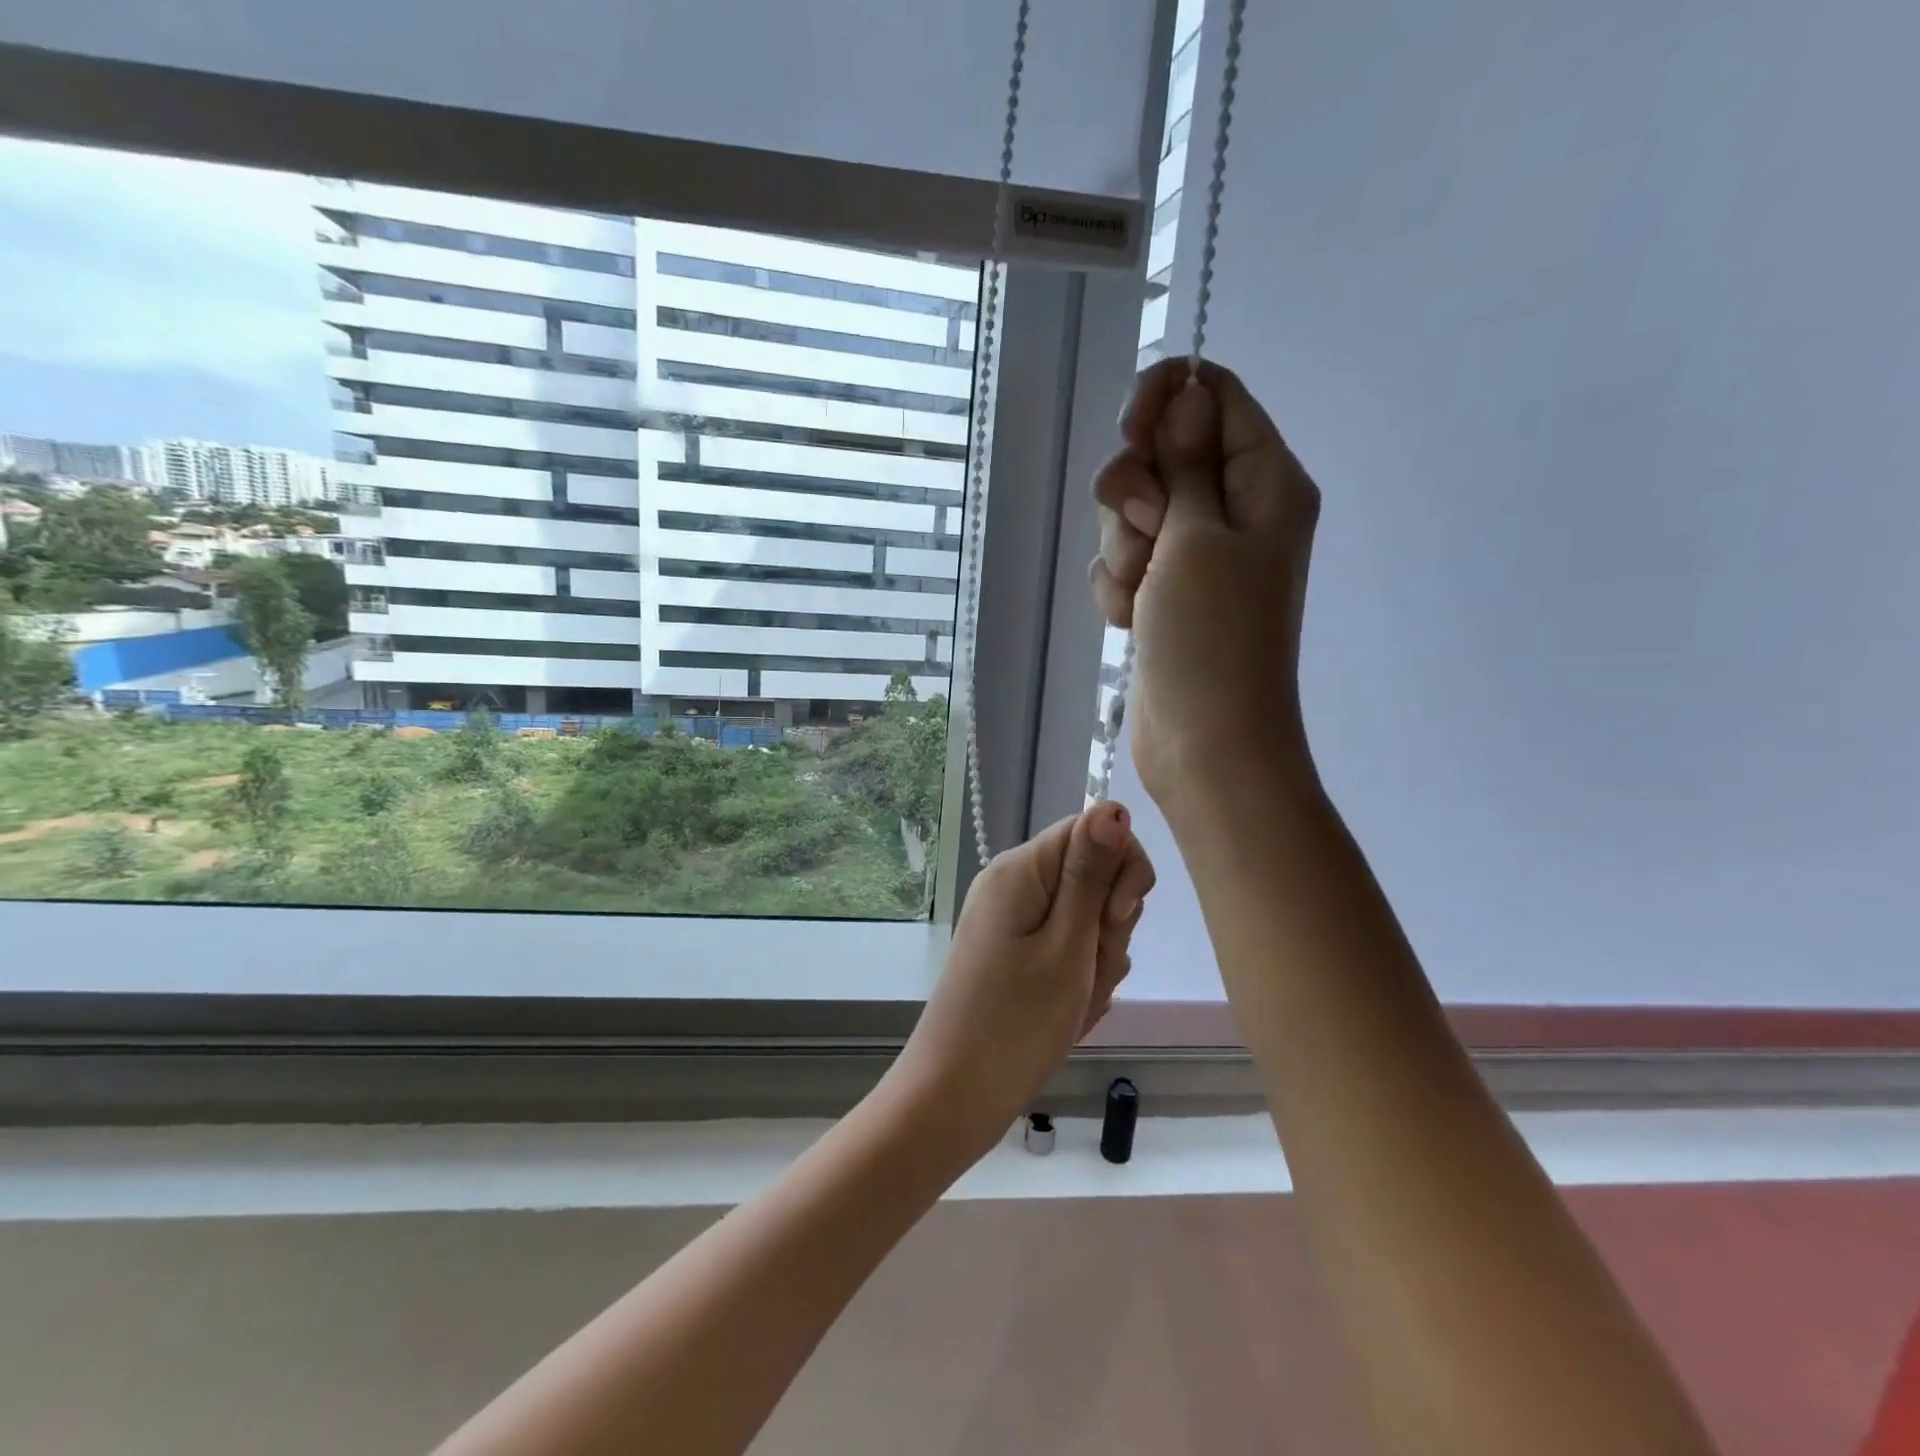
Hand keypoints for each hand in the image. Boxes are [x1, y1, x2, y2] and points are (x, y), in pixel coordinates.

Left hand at [885, 802, 1153, 1163]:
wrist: (954, 1098)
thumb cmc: (1016, 1024)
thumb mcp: (1067, 946)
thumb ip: (1092, 874)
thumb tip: (1113, 805)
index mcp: (1020, 869)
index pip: (1094, 829)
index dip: (1120, 870)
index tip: (1113, 920)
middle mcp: (1014, 885)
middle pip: (1093, 876)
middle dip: (1108, 926)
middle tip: (1085, 972)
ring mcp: (1013, 922)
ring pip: (1087, 919)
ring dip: (1097, 961)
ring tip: (1072, 1002)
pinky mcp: (1016, 955)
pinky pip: (1068, 950)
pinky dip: (1078, 980)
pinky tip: (1066, 1015)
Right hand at [1088, 357, 1322, 813]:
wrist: (1205, 742)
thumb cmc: (1211, 638)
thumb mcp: (1196, 535)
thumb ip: (1185, 459)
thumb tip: (1188, 392)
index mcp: (1264, 480)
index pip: (1214, 395)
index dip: (1164, 398)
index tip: (1129, 429)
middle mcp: (1234, 509)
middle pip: (1162, 451)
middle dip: (1134, 490)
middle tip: (1148, 530)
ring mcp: (1196, 555)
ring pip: (1132, 511)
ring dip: (1122, 548)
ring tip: (1141, 594)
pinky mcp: (1164, 593)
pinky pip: (1123, 561)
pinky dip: (1118, 587)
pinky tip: (1130, 622)